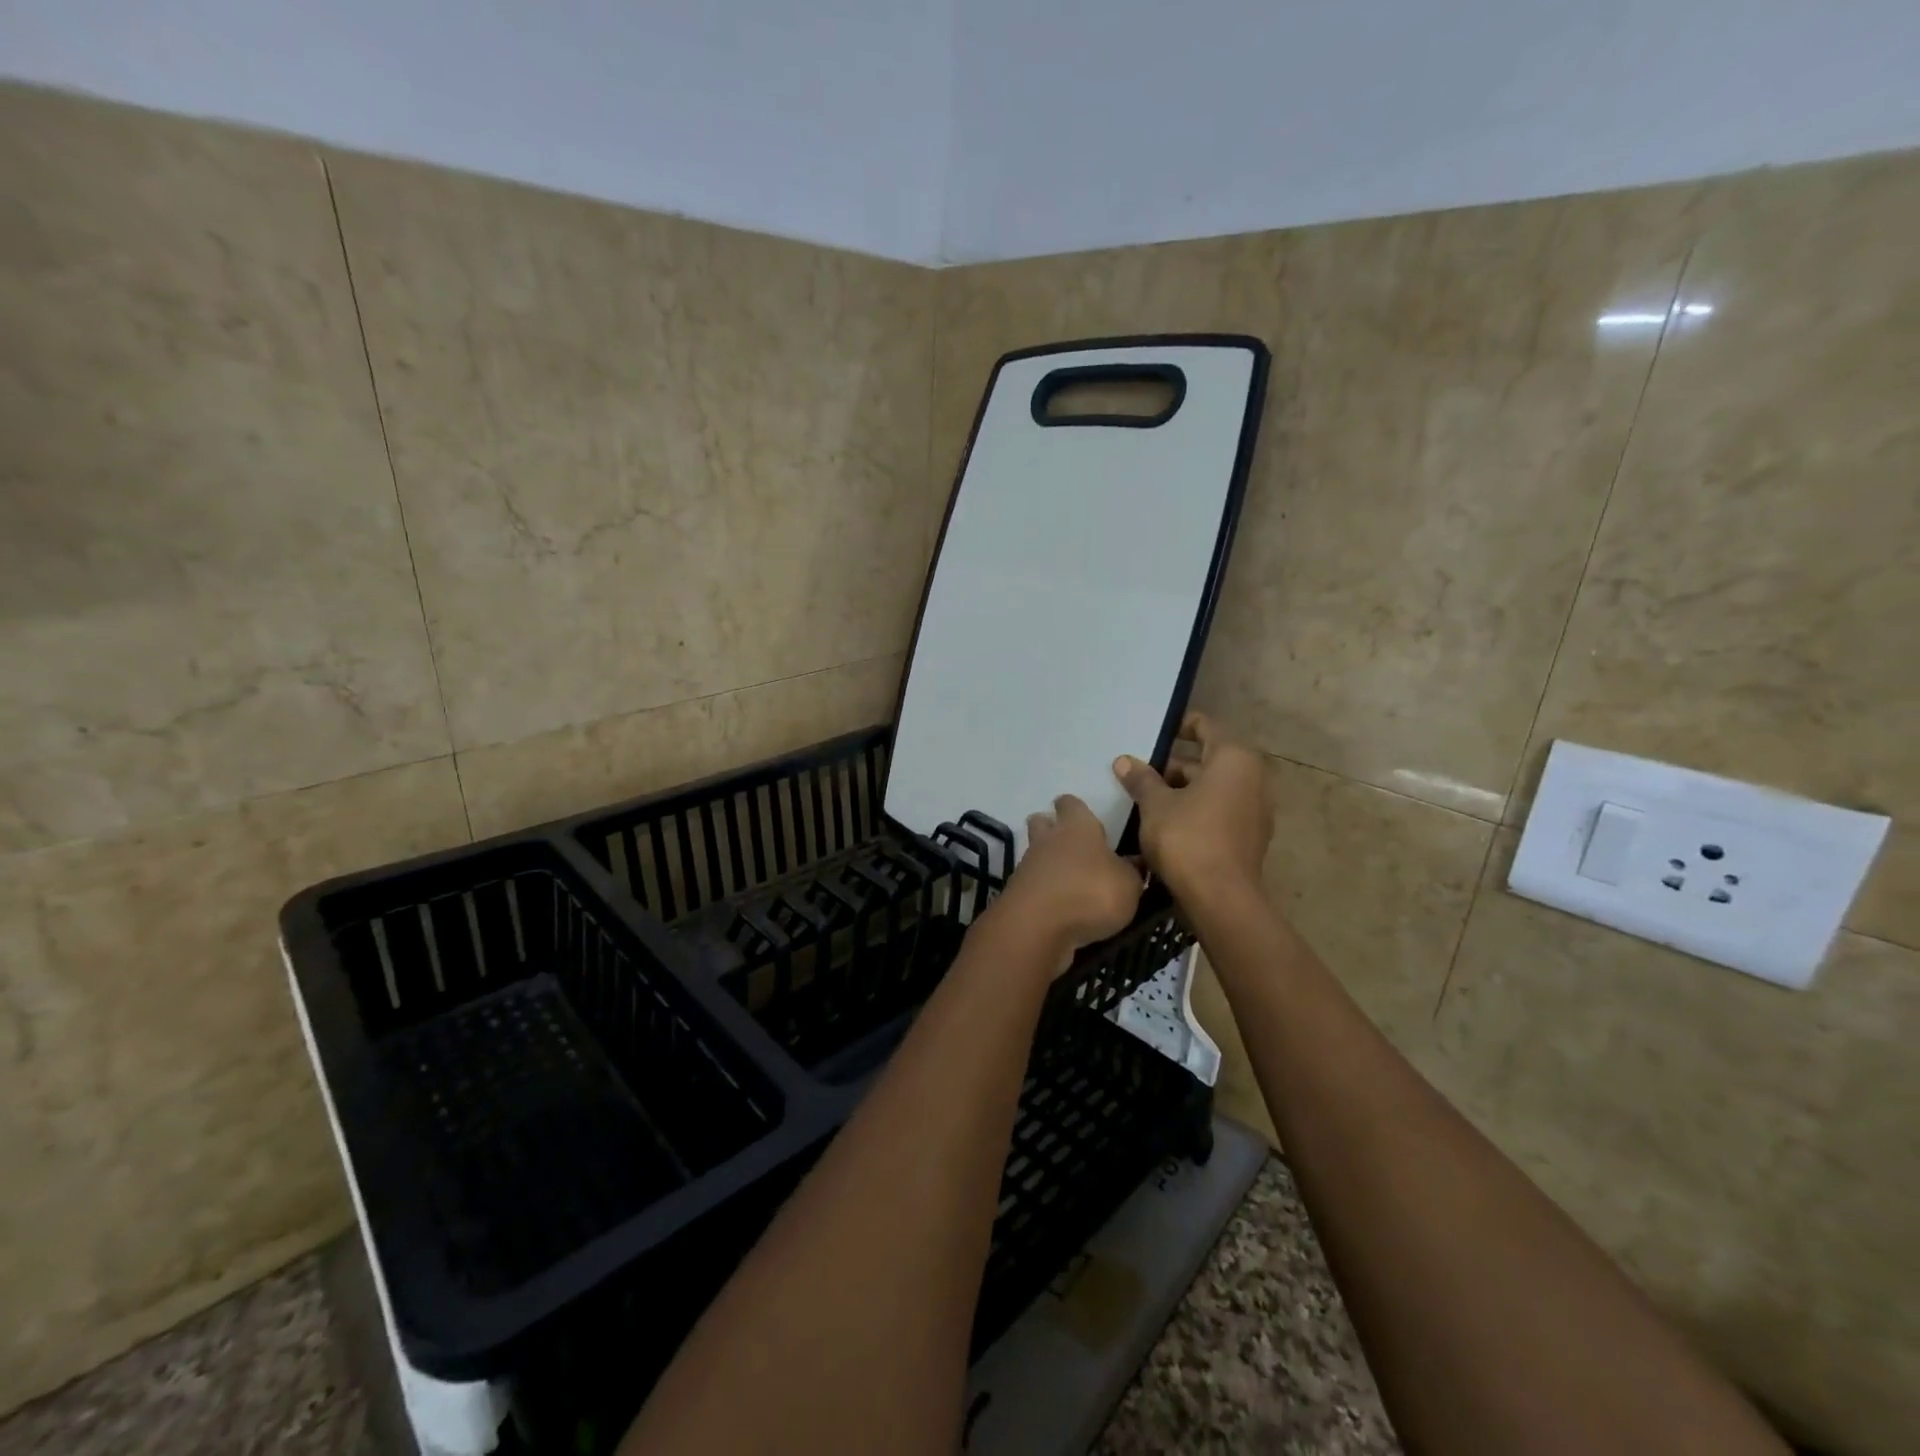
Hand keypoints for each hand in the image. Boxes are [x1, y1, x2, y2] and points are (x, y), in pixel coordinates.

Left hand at [991, 795, 1143, 969]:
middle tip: (1072, 844)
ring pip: (1035, 855)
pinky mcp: (1018, 894)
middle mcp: (1049, 840)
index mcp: (1077, 826)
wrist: (1038, 927)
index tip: (1086, 816)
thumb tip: (1135, 862)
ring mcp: (1028, 867)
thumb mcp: (1129, 884)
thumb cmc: (1090, 892)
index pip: (1071, 804)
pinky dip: (1043, 892)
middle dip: (1052, 828)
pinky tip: (1059, 907)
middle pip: (1043, 823)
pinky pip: (1032, 885)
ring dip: (1048, 864)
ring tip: (1071, 881)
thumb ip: (1133, 871)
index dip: (1076, 808)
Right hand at [1113, 713, 1270, 904]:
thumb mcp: (1155, 805)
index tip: (1152, 734)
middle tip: (1137, 772)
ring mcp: (1254, 809)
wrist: (1221, 899)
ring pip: (1212, 787)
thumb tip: (1124, 761)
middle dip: (1172, 765)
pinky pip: (1219, 810)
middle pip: (1207, 759)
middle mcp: (1252, 778)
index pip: (1204, 726)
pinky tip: (1164, 822)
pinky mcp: (1249, 836)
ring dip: (1181, 789)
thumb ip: (1142, 779)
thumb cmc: (1187, 839)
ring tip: (1144, 798)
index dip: (1178, 726)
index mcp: (1233, 758)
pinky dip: (1195, 809)